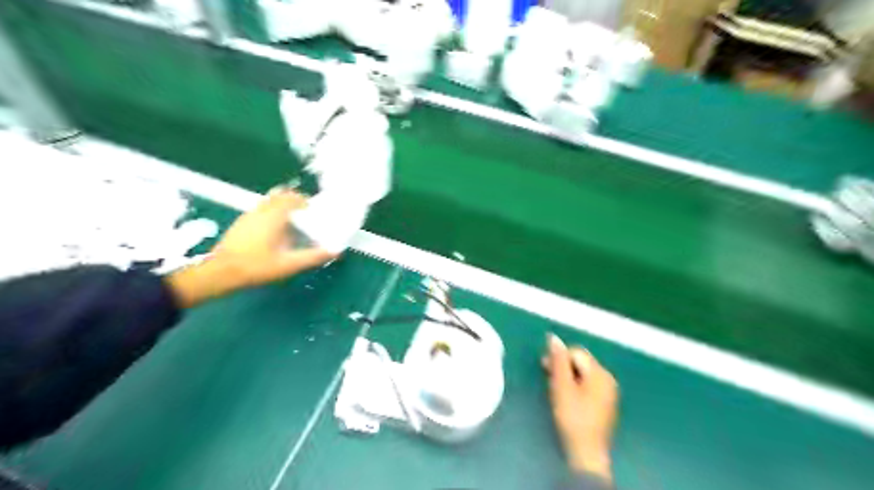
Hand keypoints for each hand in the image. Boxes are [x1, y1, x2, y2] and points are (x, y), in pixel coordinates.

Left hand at [166, 189, 336, 307]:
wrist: (220, 272)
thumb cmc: (256, 266)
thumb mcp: (288, 264)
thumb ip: (312, 257)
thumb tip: (334, 251)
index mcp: (274, 216)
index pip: (292, 198)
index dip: (305, 201)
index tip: (314, 210)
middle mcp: (261, 211)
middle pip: (279, 196)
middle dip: (294, 201)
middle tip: (305, 214)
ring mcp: (248, 215)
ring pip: (268, 202)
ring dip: (281, 206)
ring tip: (292, 222)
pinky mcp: (241, 223)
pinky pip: (260, 210)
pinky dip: (271, 213)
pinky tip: (274, 231)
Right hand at [544, 336, 620, 480]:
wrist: (587, 453)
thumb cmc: (572, 418)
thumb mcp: (561, 387)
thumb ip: (558, 361)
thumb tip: (553, 337)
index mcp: (600, 373)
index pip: (576, 352)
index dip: (558, 358)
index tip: (544, 369)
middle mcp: (608, 378)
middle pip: (581, 362)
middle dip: (563, 366)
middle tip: (548, 379)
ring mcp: (609, 391)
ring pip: (583, 373)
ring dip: (568, 376)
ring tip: (556, 390)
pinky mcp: (606, 402)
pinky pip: (588, 384)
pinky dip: (576, 386)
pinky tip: (567, 398)